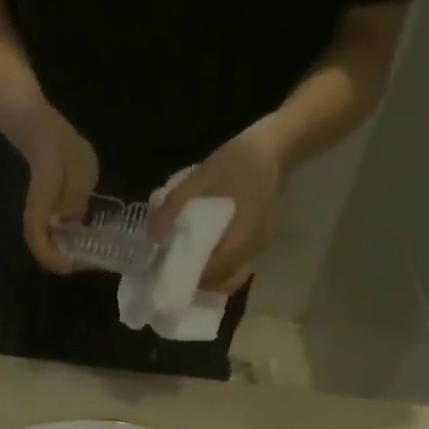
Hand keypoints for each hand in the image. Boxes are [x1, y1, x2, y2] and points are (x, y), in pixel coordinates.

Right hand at [19, 106, 99, 273]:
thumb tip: (73, 222)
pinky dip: (71, 245)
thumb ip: (75, 198)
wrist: (49, 137)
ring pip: (51, 248)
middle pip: (45, 253)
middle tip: (89, 261)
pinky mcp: (52, 217)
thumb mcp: (77, 172)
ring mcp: (44, 220)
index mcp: (40, 211)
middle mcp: (38, 221)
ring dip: (69, 255)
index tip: (74, 264)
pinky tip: (88, 241)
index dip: (55, 260)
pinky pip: (58, 239)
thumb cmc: (63, 153)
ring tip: (91, 254)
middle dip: (66, 262)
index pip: (39, 245)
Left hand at [150, 122, 284, 293]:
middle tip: (175, 272)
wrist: (274, 145)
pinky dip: (221, 268)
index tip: (168, 275)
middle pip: (222, 283)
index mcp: (238, 243)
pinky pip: (238, 266)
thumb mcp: (200, 178)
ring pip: (231, 277)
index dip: (189, 280)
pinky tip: (205, 254)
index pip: (211, 276)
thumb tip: (154, 238)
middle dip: (198, 283)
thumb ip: (174, 206)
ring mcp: (257, 249)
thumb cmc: (238, 162)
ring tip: (188, 265)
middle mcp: (250, 253)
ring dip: (210, 277)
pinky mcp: (258, 242)